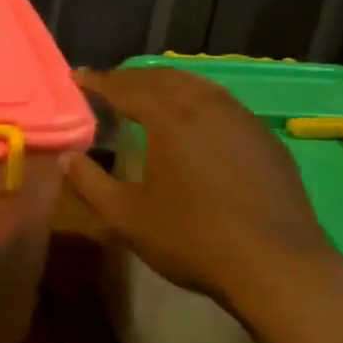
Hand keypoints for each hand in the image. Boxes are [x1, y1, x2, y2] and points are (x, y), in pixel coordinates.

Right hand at [63, 67, 342, 311]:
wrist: (276, 265)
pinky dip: (198, 99)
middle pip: (163, 79)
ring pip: (198, 86)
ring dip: (167, 84)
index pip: (126, 88)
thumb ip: (91, 183)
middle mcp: (206, 107)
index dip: (99, 81)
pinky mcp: (265, 139)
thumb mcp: (127, 217)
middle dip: (132, 77)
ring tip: (149, 92)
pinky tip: (197, 119)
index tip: (78, 76)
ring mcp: (242, 120)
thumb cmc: (192, 239)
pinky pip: (224, 104)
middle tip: (110, 83)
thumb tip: (66, 158)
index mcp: (169, 118)